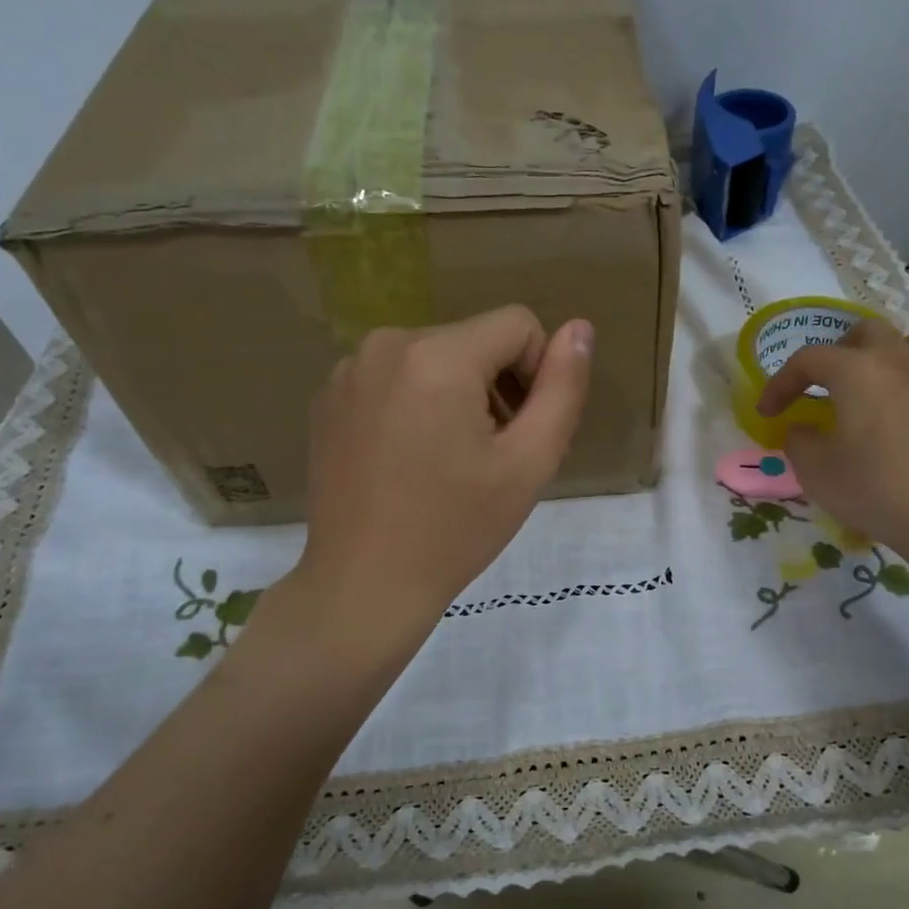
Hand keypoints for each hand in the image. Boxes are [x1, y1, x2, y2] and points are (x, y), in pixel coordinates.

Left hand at [289, 306, 593, 632]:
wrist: (365, 584)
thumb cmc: (455, 529)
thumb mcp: (529, 462)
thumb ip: (563, 389)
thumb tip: (580, 328)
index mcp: (439, 356)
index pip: (518, 325)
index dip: (538, 373)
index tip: (524, 432)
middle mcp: (387, 344)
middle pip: (474, 341)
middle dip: (496, 386)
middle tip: (494, 456)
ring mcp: (349, 370)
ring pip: (435, 358)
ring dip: (458, 395)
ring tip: (453, 461)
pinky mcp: (328, 397)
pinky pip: (395, 377)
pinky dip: (416, 404)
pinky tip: (411, 460)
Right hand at [755, 318, 908, 582]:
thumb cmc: (881, 492)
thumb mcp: (818, 474)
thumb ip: (800, 443)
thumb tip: (803, 430)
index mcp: (859, 371)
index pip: (808, 359)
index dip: (781, 383)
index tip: (767, 412)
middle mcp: (905, 359)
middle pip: (867, 333)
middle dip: (840, 354)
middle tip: (829, 388)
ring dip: (904, 348)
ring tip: (893, 379)